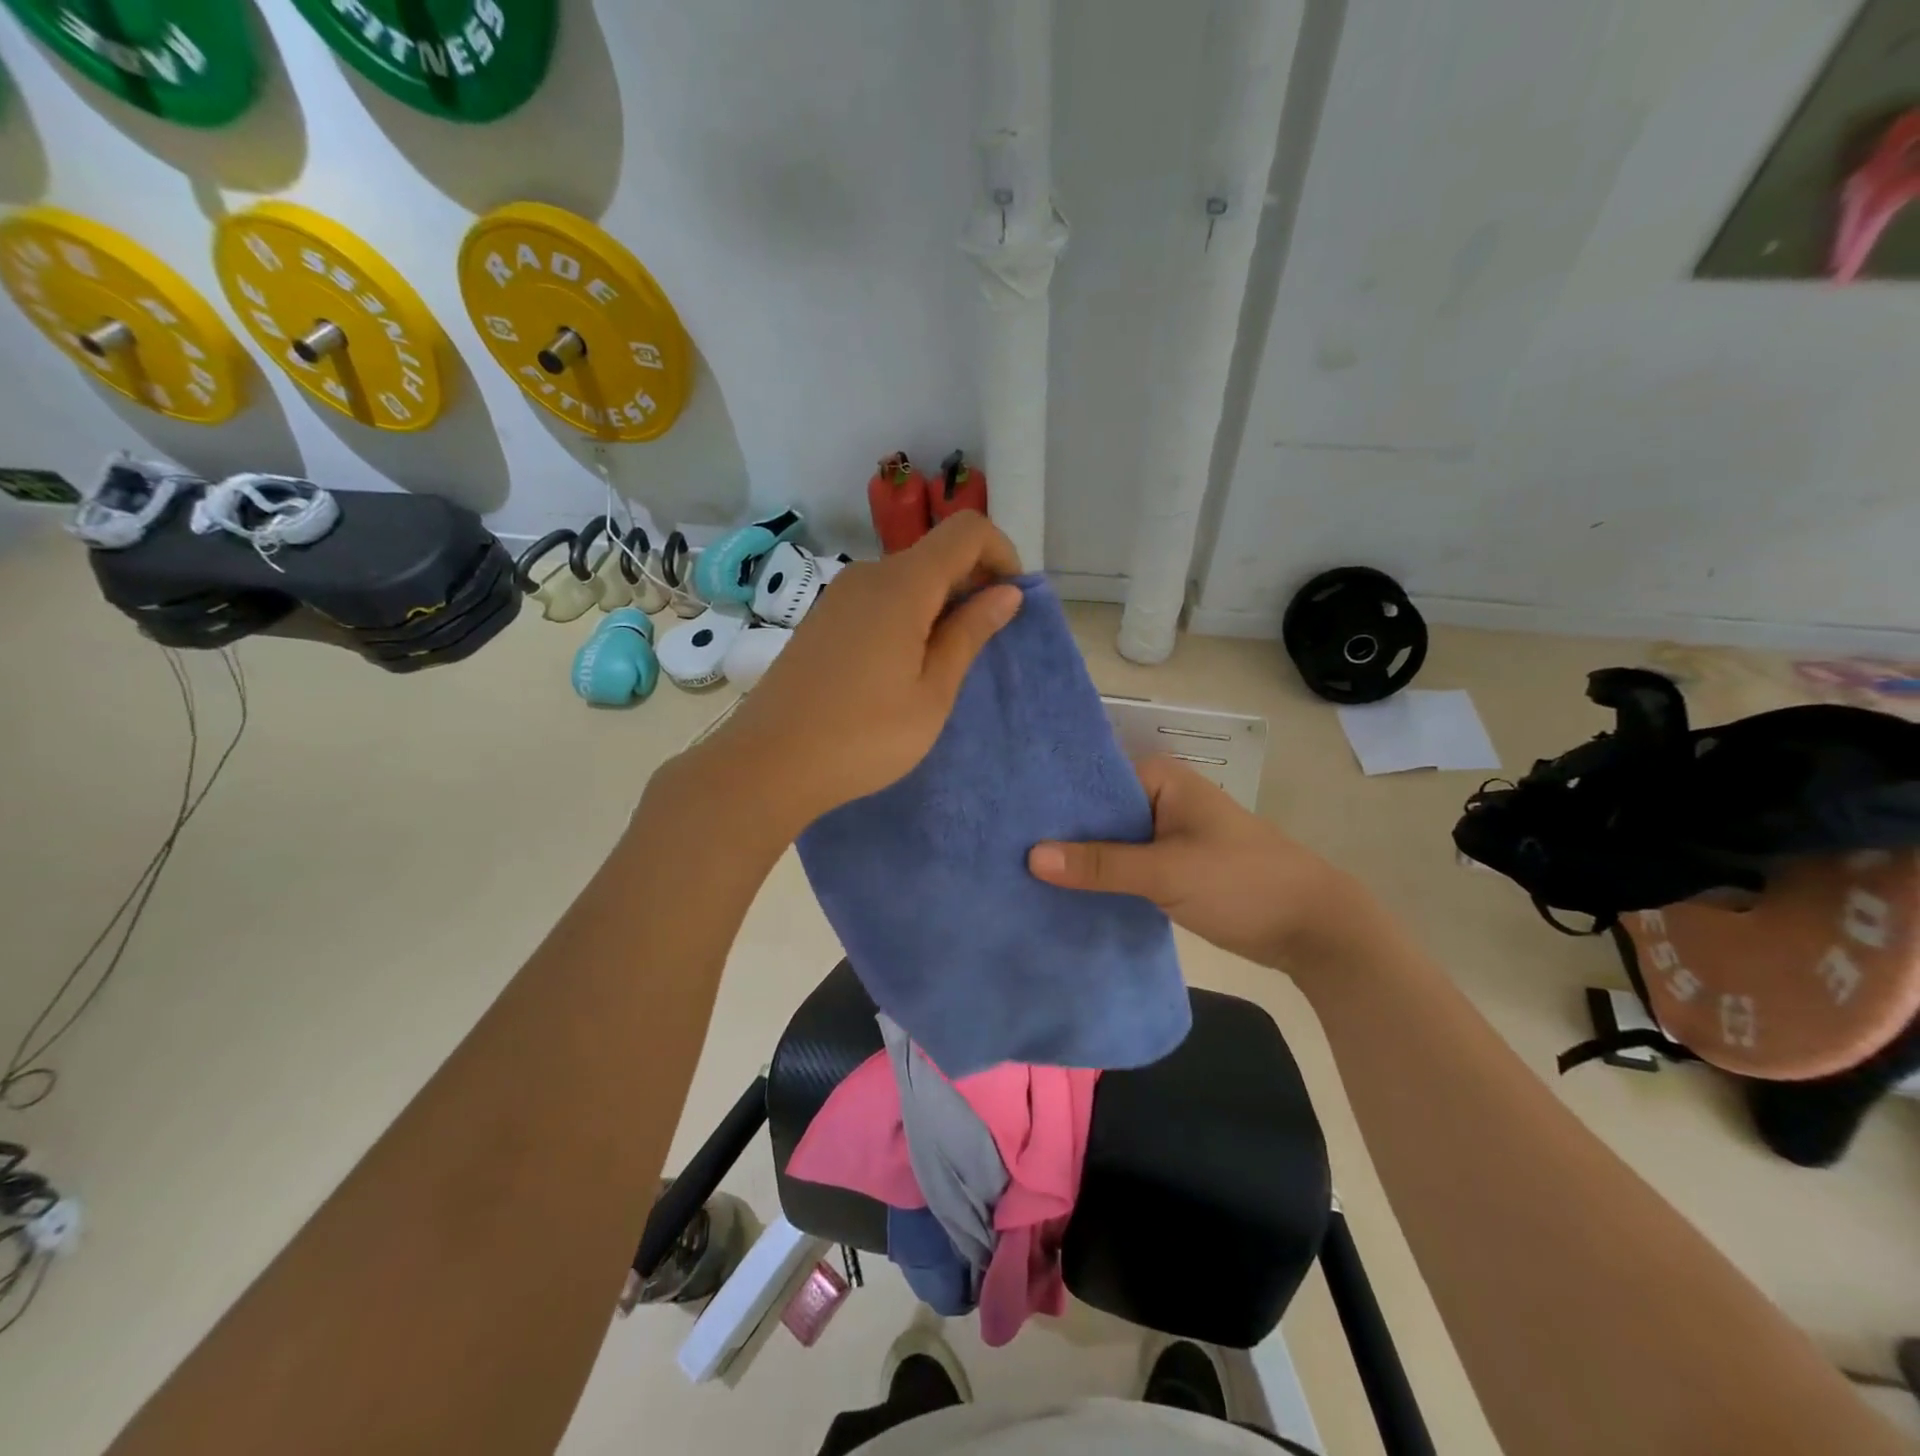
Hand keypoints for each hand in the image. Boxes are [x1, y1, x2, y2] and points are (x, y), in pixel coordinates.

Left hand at [697, 512, 1022, 832]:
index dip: (1001, 553)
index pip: (966, 531)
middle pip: (935, 553)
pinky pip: (879, 599)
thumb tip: (1006, 592)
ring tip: (943, 664)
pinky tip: (902, 667)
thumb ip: (969, 634)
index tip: (1011, 601)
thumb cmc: (864, 736)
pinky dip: (907, 615)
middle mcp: (868, 576)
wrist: (768, 763)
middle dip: (972, 583)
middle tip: (983, 643)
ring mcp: (838, 597)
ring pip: (906, 578)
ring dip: (938, 604)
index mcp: (902, 585)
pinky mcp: (821, 620)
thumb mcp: (932, 692)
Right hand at [1027, 756, 1360, 969]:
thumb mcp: (1168, 871)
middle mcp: (1158, 799)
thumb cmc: (1243, 882)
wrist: (1312, 928)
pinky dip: (1099, 877)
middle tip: (1000, 846)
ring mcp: (1163, 835)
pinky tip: (1060, 892)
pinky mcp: (1168, 868)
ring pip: (1108, 842)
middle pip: (1096, 812)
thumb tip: (1031, 857)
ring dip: (1078, 858)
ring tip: (1016, 869)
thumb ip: (1101, 864)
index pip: (1090, 779)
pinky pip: (1123, 866)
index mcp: (1160, 779)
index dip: (1051, 797)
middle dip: (1059, 831)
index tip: (1004, 815)